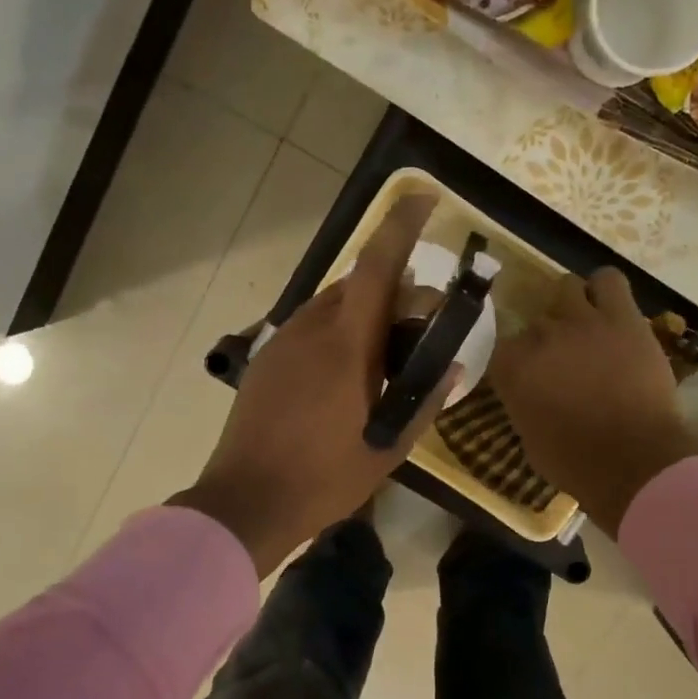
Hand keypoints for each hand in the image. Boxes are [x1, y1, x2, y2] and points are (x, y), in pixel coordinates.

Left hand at [172, 194, 456, 575]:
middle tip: (417, 320)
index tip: (423, 198)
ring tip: (382, 351)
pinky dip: (335, 331)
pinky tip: (343, 372)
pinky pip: (308, 328)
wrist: (246, 501)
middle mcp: (311, 330)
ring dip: (361, 311)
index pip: (376, 268)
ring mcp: (282, 343)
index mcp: (346, 346)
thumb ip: (424, 402)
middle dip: (391, 287)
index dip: (400, 226)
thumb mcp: (388, 448)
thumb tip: (451, 367)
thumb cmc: (324, 478)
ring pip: (330, 305)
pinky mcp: (264, 361)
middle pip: (355, 283)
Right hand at [489, 267, 697, 535]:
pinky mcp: (622, 318)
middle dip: (548, 340)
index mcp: (512, 369)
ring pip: (567, 287)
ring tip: (585, 324)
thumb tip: (532, 395)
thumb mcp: (530, 439)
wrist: (632, 460)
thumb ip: (524, 405)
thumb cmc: (575, 463)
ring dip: (572, 304)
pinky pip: (609, 280)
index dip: (519, 362)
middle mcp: (540, 337)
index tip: (531, 378)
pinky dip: (605, 289)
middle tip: (565, 360)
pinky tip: (609, 306)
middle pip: (537, 322)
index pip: (504, 348)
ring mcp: (581, 322)